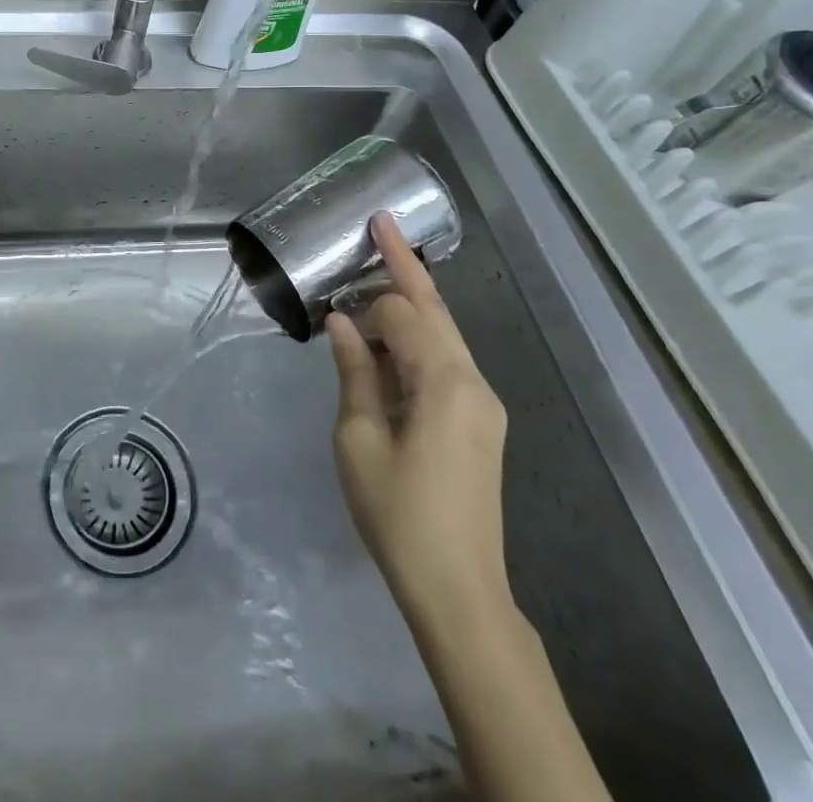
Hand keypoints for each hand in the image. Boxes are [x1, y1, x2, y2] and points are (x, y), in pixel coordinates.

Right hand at [326, 212, 511, 626]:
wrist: (459, 590)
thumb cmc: (399, 514)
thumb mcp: (358, 440)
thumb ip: (354, 372)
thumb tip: (341, 322)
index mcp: (444, 382)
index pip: (401, 315)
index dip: (364, 306)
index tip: (330, 305)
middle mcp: (472, 382)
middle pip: (435, 308)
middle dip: (406, 264)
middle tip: (382, 221)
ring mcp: (482, 403)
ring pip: (445, 332)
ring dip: (412, 301)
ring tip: (382, 267)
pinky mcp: (479, 423)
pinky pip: (447, 361)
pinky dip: (418, 337)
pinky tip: (392, 338)